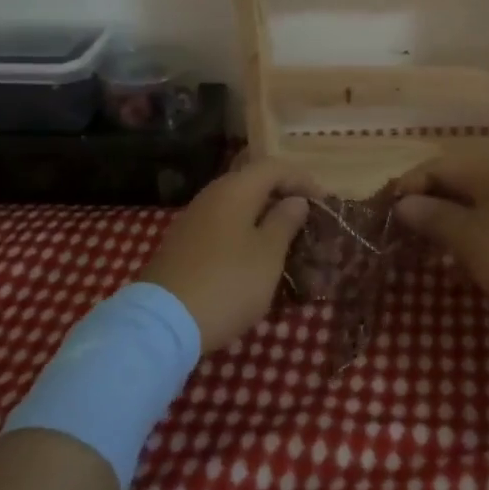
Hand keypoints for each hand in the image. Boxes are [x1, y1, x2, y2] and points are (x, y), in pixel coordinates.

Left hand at [138, 160, 316, 353]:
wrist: (164, 322)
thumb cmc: (228, 283)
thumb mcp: (268, 254)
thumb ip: (285, 222)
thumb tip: (294, 200)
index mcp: (235, 189)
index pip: (274, 167)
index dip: (301, 179)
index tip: (324, 202)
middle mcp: (211, 195)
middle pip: (252, 183)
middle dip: (282, 196)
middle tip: (306, 219)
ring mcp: (193, 220)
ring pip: (236, 206)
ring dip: (262, 217)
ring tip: (285, 240)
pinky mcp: (183, 245)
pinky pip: (222, 226)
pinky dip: (243, 233)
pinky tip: (254, 257)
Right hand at [392, 151, 488, 333]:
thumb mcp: (471, 240)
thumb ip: (433, 217)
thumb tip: (403, 203)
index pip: (435, 166)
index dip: (407, 188)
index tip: (385, 217)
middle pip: (457, 181)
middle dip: (428, 207)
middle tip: (404, 238)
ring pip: (477, 201)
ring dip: (450, 223)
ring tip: (430, 252)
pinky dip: (476, 233)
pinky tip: (467, 260)